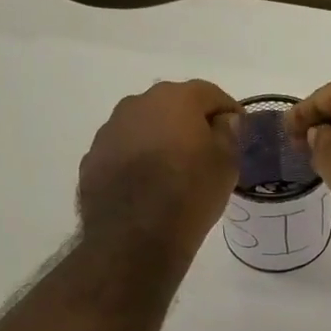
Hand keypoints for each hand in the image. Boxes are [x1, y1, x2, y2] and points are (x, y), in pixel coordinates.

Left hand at [78, 80, 238, 259]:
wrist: (134, 238)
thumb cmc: (190, 193)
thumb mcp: (227, 164)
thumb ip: (228, 133)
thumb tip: (223, 120)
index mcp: (175, 98)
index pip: (210, 93)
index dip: (228, 110)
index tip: (237, 129)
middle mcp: (138, 104)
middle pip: (172, 105)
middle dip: (190, 122)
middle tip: (206, 149)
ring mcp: (110, 130)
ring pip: (144, 126)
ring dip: (160, 139)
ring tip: (173, 169)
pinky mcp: (93, 158)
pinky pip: (123, 151)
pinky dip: (137, 160)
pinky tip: (147, 186)